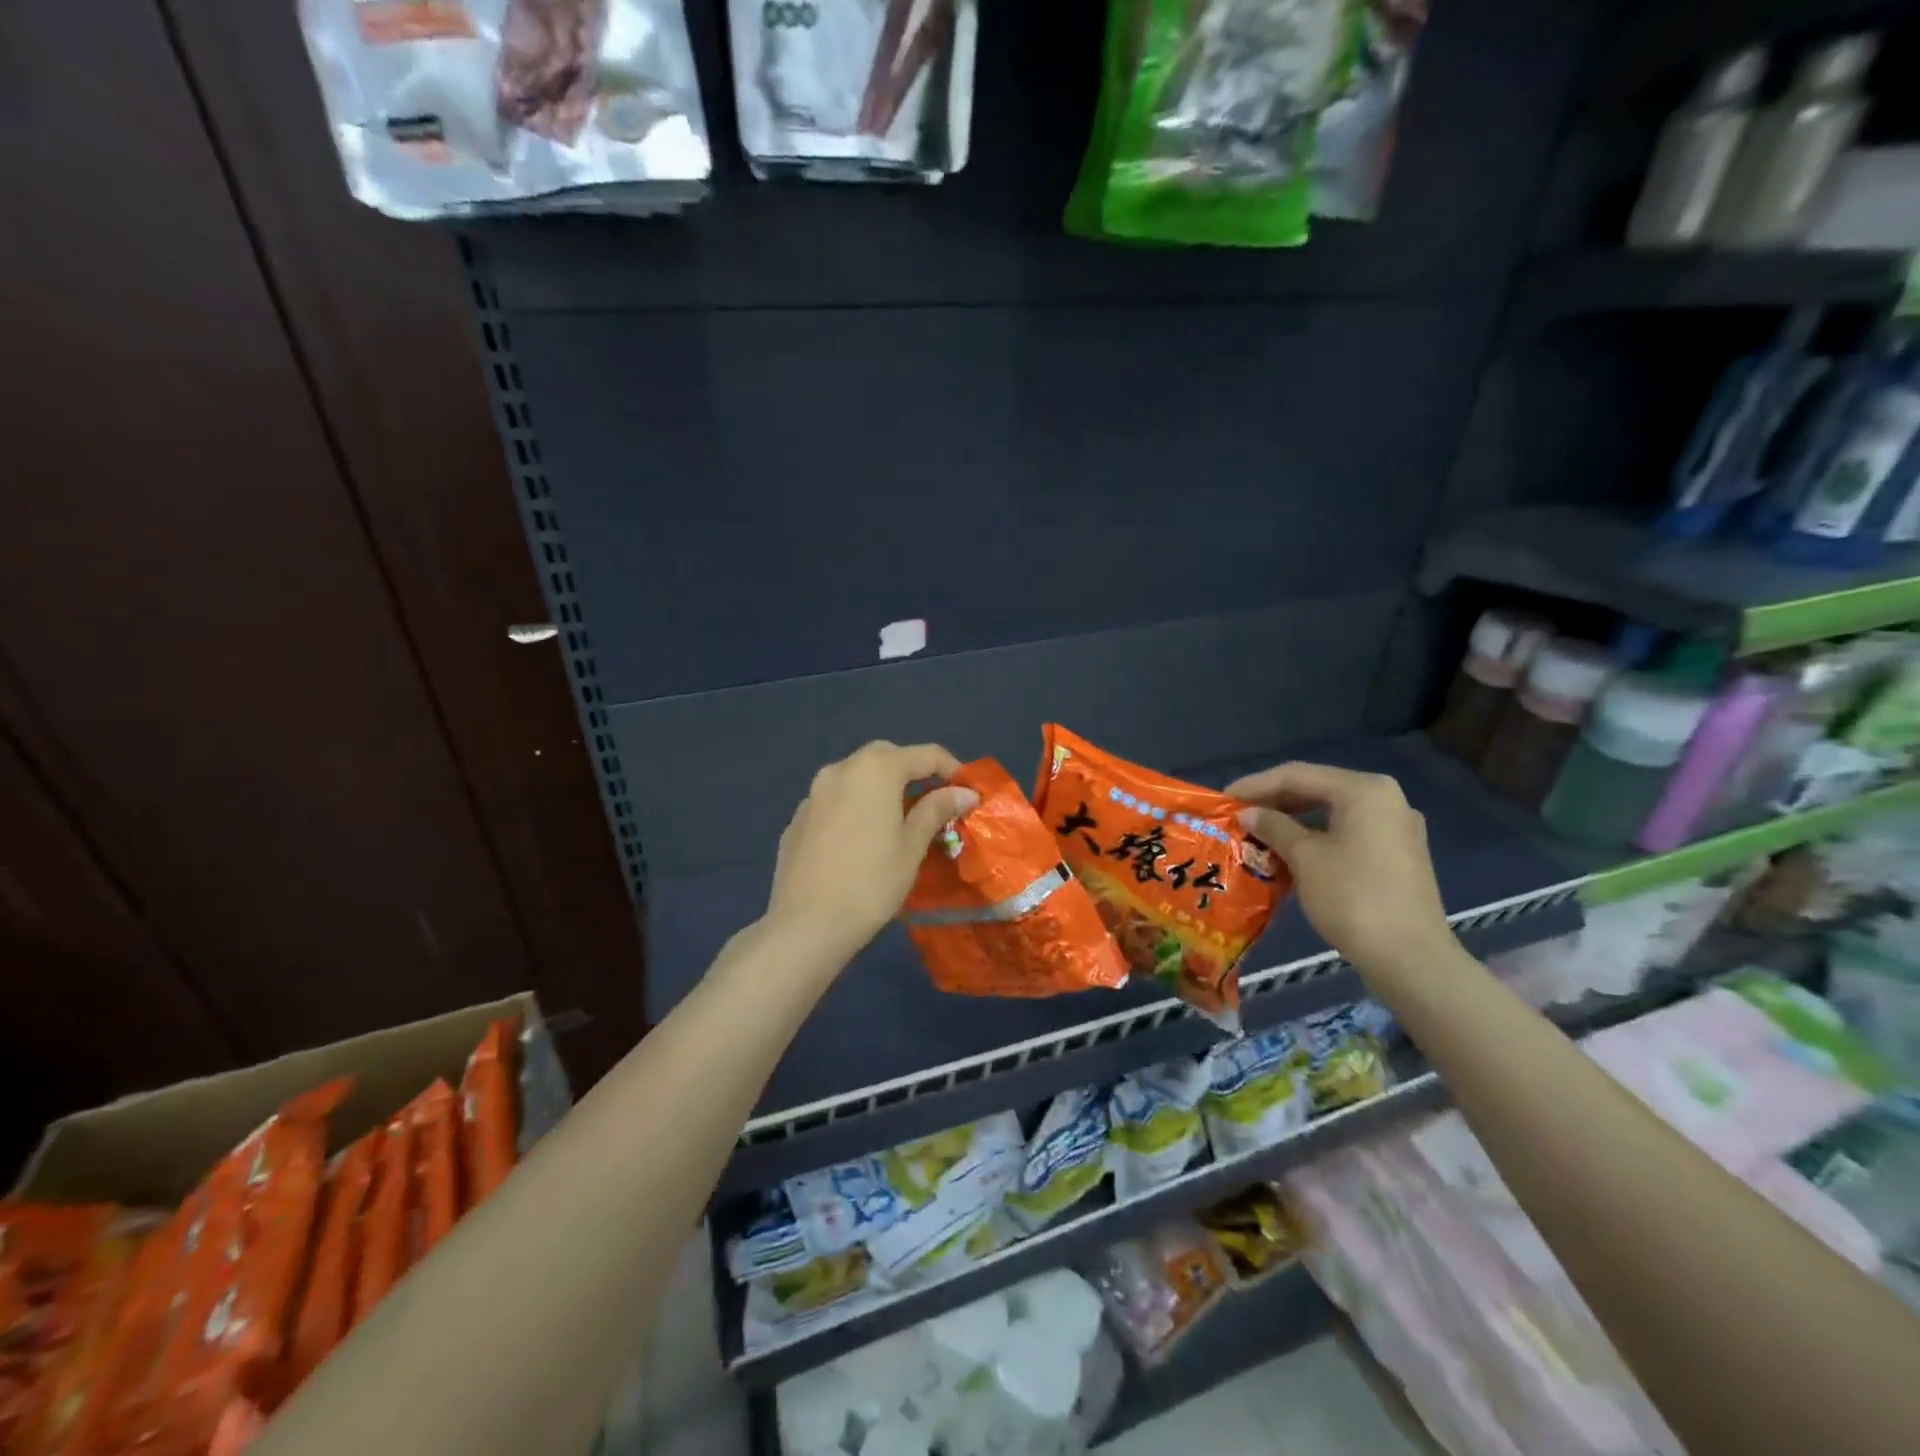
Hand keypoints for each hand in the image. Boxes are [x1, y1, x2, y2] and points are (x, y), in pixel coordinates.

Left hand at [764, 741, 979, 968]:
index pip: (925, 754)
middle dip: (913, 771)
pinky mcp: (798, 818)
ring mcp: (813, 793)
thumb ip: (936, 810)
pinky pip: (834, 801)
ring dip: (880, 787)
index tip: (967, 792)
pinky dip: (854, 807)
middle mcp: (841, 769)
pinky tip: (861, 839)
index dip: (952, 768)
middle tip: (933, 801)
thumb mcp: (912, 846)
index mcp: (875, 770)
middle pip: (886, 756)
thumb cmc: (871, 882)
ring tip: (898, 820)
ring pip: (856, 776)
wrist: (806, 924)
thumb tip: (964, 792)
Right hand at [1226, 761, 1455, 980]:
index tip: (1223, 800)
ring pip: (1332, 813)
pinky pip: (1348, 834)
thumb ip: (1273, 827)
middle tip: (1238, 817)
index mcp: (1364, 790)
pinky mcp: (1398, 855)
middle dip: (1274, 802)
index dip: (1255, 785)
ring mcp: (1396, 828)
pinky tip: (1290, 854)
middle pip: (1317, 789)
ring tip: (1257, 836)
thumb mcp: (1304, 858)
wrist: (1410, 958)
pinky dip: (1316, 838)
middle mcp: (1386, 799)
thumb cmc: (1352, 898)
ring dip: (1292, 822)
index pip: (1297, 775)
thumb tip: (1249, 814)